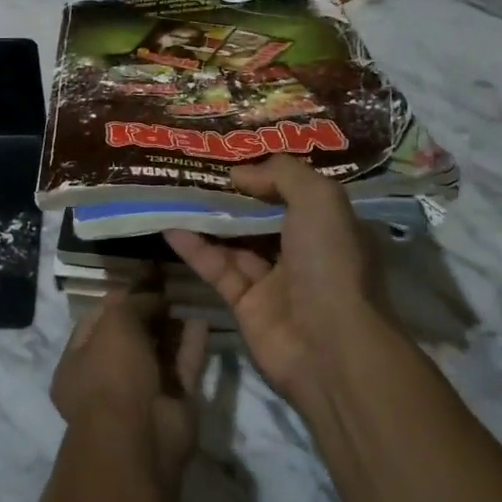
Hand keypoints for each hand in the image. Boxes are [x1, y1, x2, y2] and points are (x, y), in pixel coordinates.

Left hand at [51, 291, 209, 488]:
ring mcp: (141, 393)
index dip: (120, 297)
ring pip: (158, 352)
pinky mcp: (172, 404)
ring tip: (187, 296)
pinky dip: (191, 345)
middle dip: (148, 311)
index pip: (97, 320)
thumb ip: (134, 303)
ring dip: (171, 326)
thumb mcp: (116, 324)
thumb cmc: (113, 375)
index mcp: (77, 363)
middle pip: (130, 336)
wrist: (139, 439)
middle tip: (169, 284)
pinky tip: (201, 319)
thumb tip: (154, 295)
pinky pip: (182, 367)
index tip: (144, 277)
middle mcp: (107, 379)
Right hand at [165, 156, 394, 410]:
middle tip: (195, 169)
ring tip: (176, 191)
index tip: (232, 155)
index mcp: (330, 225)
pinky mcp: (246, 305)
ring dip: (208, 218)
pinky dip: (195, 249)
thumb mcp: (319, 199)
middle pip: (262, 215)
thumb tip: (239, 173)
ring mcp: (275, 280)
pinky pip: (218, 269)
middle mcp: (305, 250)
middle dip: (233, 194)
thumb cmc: (330, 262)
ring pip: (236, 241)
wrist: (331, 346)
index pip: (296, 191)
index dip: (266, 173)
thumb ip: (281, 174)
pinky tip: (170, 227)